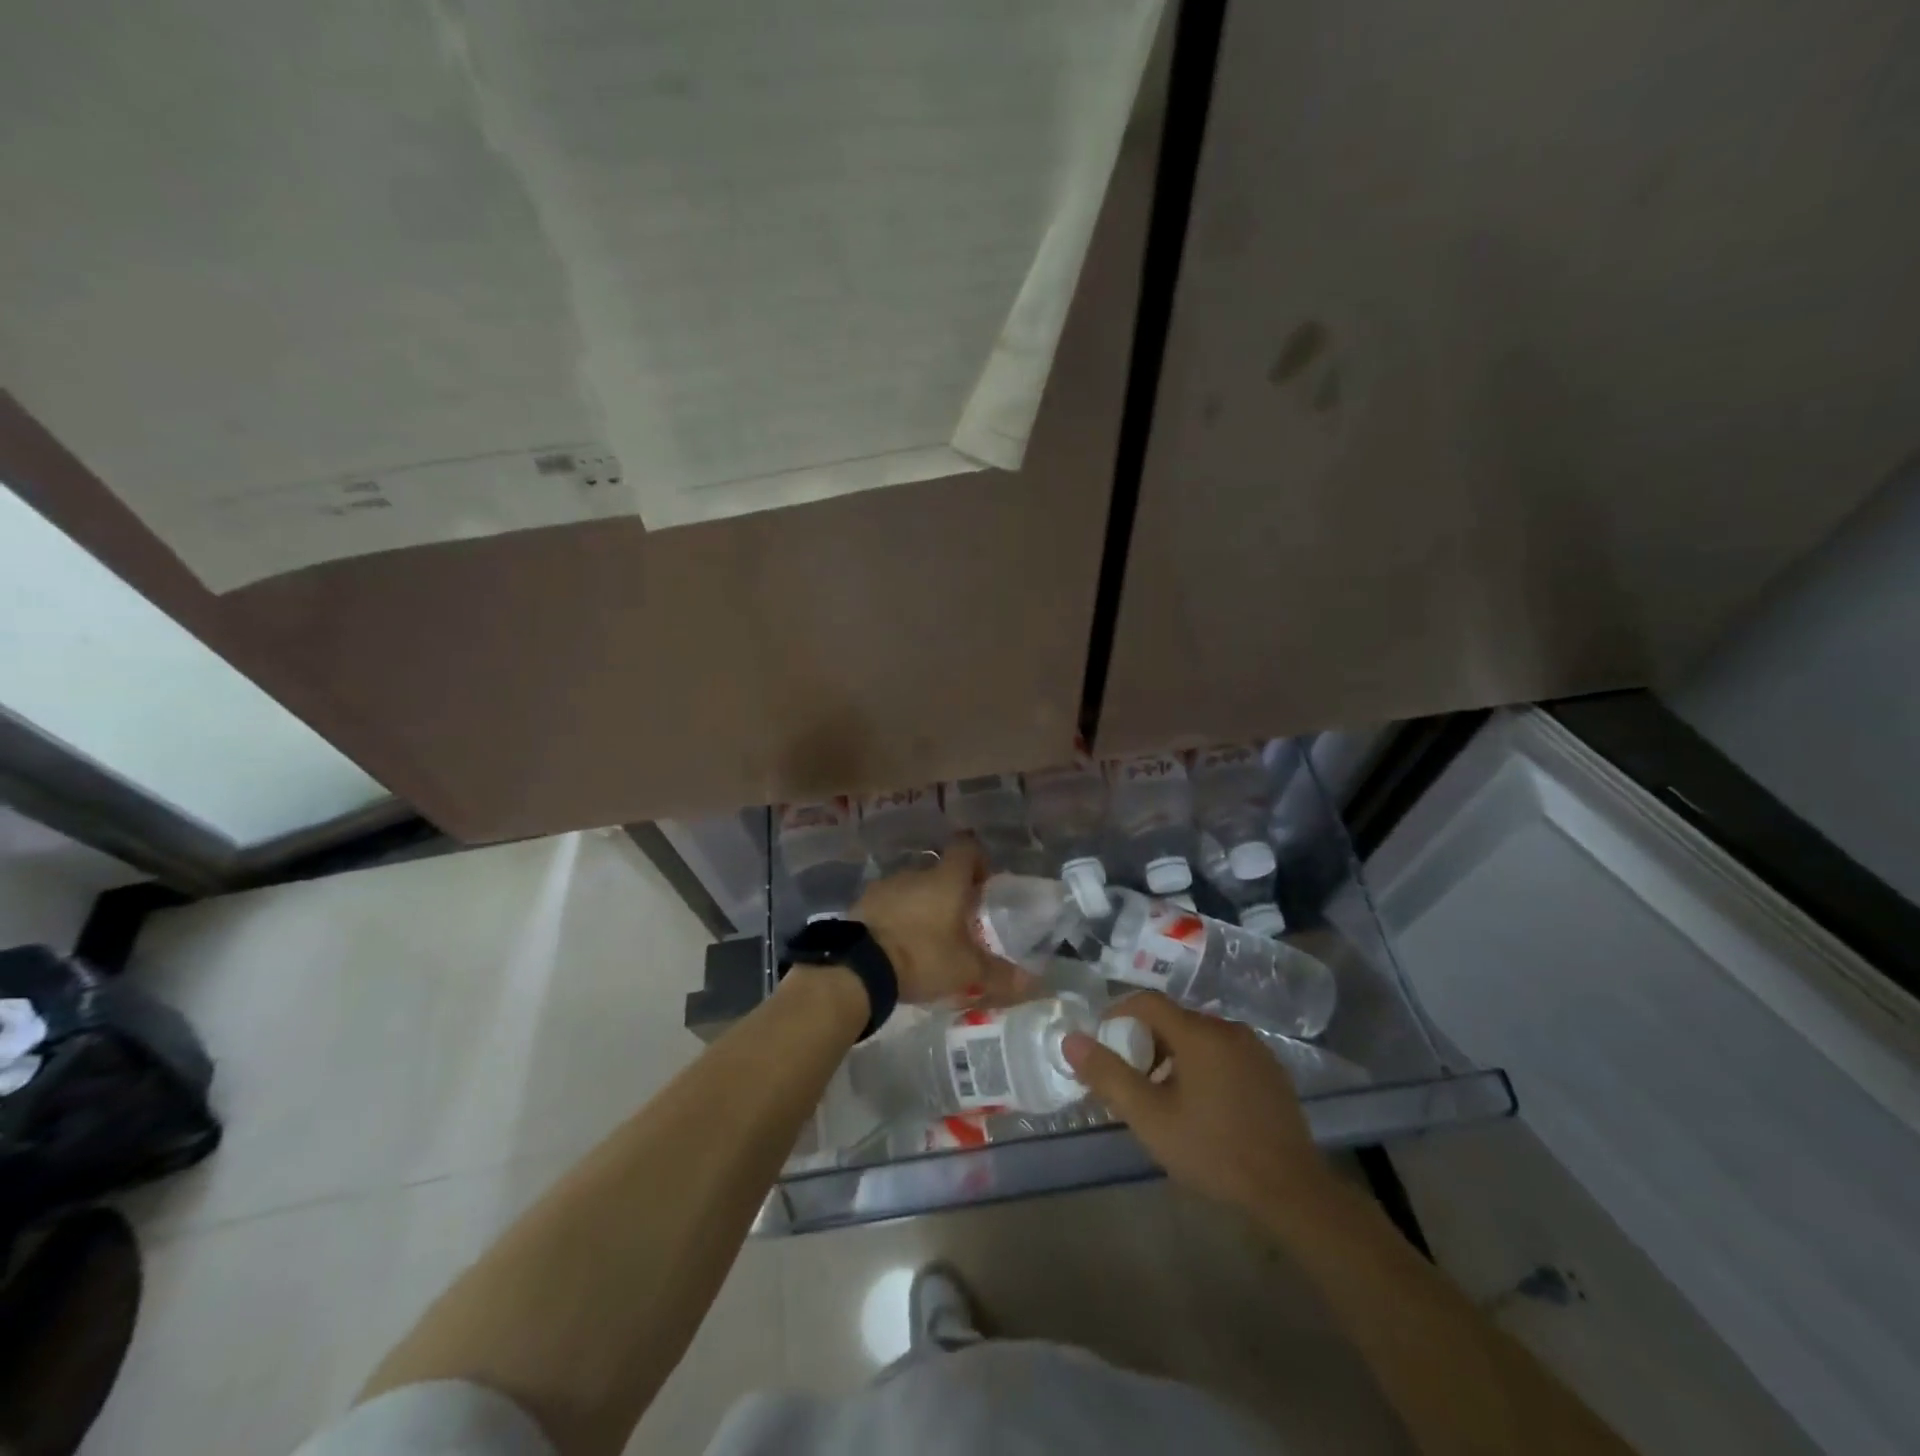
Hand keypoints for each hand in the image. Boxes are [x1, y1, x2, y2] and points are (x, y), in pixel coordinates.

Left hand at [853, 836, 1033, 1005]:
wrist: (859, 966)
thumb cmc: (922, 956)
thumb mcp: (966, 970)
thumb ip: (1000, 975)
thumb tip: (1033, 984)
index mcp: (947, 879)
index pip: (967, 848)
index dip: (979, 860)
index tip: (984, 884)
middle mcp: (916, 873)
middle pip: (939, 871)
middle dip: (950, 890)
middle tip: (959, 921)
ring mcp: (885, 886)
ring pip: (911, 887)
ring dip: (921, 903)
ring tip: (927, 936)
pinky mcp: (862, 903)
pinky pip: (887, 903)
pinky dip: (896, 917)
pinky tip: (898, 944)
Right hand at [1062, 992, 1333, 1214]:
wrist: (1291, 1191)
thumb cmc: (1213, 1150)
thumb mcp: (1149, 1118)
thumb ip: (1108, 1075)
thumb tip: (1071, 1040)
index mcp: (1197, 1032)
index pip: (1147, 1001)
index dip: (1118, 1013)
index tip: (1102, 1040)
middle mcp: (1227, 1028)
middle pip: (1174, 1019)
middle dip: (1146, 1041)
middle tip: (1131, 1077)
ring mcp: (1254, 1049)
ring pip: (1200, 1037)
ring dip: (1175, 1055)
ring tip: (1163, 1096)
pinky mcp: (1271, 1071)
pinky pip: (1224, 1053)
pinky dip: (1203, 1066)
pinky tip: (1203, 1105)